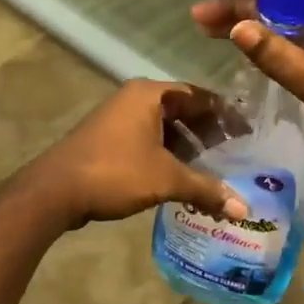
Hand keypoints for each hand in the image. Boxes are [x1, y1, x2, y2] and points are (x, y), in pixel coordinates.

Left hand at [23, 80, 250, 230]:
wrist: (55, 189)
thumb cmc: (115, 171)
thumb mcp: (166, 179)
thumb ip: (205, 189)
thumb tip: (244, 209)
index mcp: (150, 94)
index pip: (198, 95)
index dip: (224, 113)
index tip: (247, 132)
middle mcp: (134, 99)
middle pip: (181, 110)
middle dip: (207, 133)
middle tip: (234, 154)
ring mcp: (118, 118)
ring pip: (163, 127)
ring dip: (186, 147)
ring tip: (211, 171)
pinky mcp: (108, 139)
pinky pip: (147, 140)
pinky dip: (166, 155)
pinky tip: (180, 179)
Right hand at [192, 0, 303, 193]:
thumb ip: (278, 56)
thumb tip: (236, 26)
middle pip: (292, 5)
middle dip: (249, 7)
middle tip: (204, 16)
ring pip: (294, 30)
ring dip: (258, 30)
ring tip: (212, 31)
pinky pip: (303, 53)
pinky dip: (275, 51)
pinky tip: (246, 52)